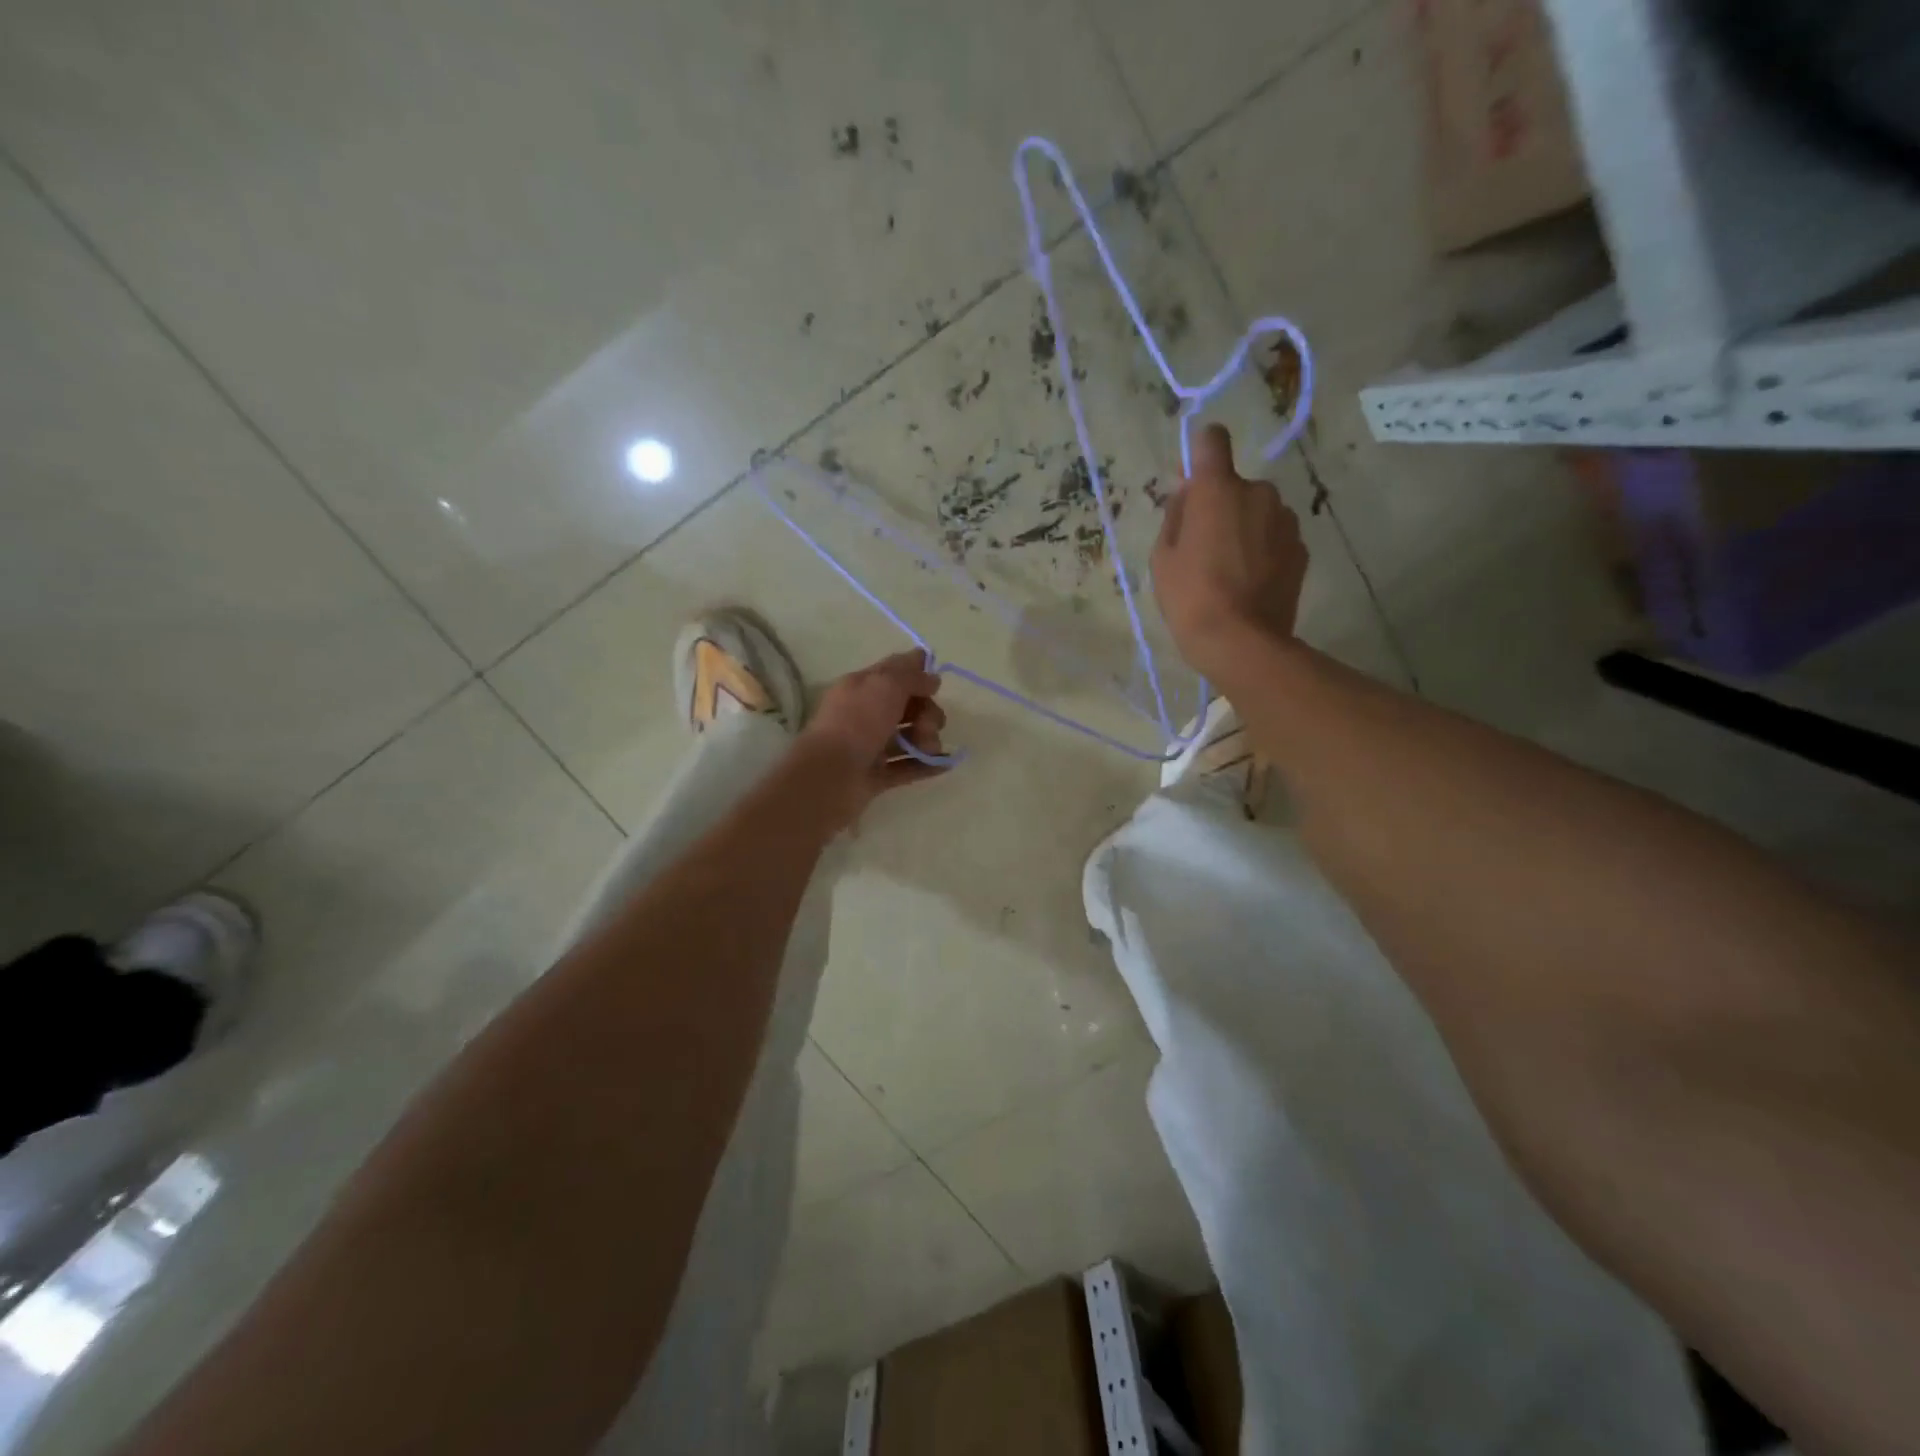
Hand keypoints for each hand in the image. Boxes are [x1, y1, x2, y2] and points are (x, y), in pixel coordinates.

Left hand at [798, 650, 948, 825]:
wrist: (830, 776)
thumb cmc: (856, 722)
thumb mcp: (885, 685)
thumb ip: (911, 676)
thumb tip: (932, 678)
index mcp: (861, 687)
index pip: (893, 672)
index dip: (916, 673)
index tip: (936, 684)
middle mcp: (865, 714)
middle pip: (907, 706)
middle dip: (927, 712)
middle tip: (927, 725)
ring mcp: (870, 747)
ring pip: (909, 737)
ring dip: (928, 739)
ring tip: (929, 749)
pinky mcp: (876, 776)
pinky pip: (908, 766)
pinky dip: (926, 764)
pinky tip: (945, 763)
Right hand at [1151, 424, 1308, 686]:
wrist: (1242, 643)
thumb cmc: (1190, 597)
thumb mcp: (1163, 557)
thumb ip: (1175, 515)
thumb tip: (1187, 491)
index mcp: (1218, 489)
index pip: (1212, 440)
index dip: (1201, 451)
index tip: (1193, 477)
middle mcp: (1258, 492)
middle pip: (1235, 485)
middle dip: (1221, 504)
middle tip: (1203, 545)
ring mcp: (1285, 520)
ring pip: (1258, 511)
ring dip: (1244, 527)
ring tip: (1229, 569)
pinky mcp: (1301, 548)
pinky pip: (1275, 536)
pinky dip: (1263, 549)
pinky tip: (1250, 581)